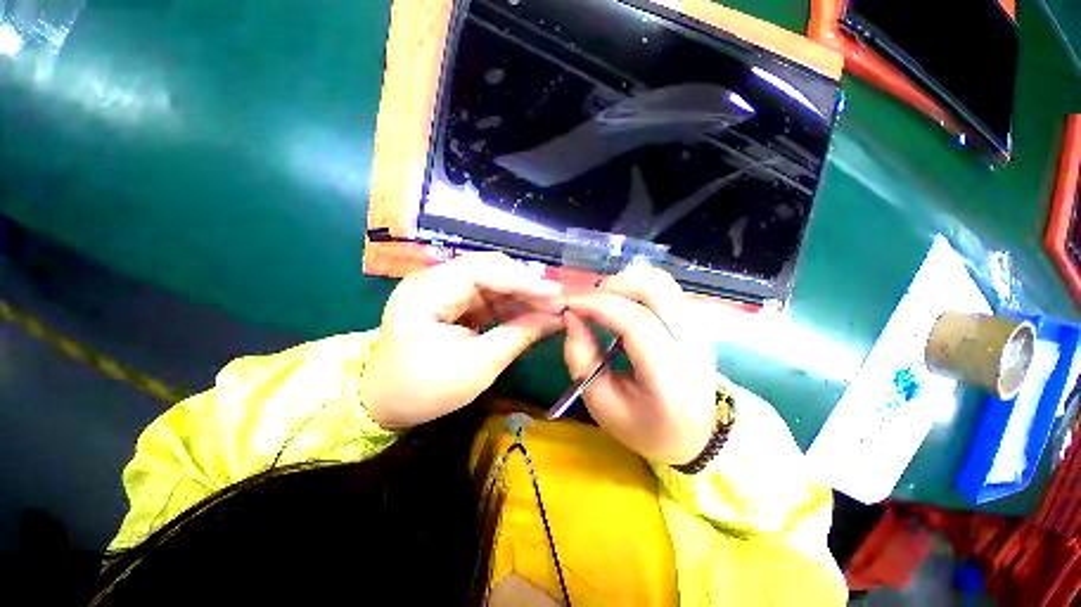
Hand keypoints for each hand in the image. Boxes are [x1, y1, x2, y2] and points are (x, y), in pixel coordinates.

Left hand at [367, 253, 564, 428]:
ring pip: (493, 283)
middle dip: (526, 286)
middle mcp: (434, 280)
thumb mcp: (477, 367)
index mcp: (428, 290)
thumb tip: (556, 318)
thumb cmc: (424, 390)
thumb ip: (518, 336)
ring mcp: (442, 289)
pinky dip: (511, 306)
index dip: (524, 281)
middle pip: (490, 271)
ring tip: (552, 308)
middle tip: (558, 302)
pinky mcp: (451, 302)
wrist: (385, 403)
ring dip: (522, 295)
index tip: (557, 296)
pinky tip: (532, 313)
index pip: (484, 270)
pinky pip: (487, 297)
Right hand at [563, 265, 716, 463]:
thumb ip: (581, 358)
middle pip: (655, 288)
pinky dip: (634, 286)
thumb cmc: (644, 425)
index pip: (635, 322)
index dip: (597, 304)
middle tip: (584, 301)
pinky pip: (663, 288)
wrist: (696, 433)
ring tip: (600, 302)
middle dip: (611, 285)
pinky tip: (619, 304)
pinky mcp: (695, 320)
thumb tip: (571, 316)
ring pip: (660, 281)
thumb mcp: (601, 403)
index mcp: (670, 377)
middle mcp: (692, 344)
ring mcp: (698, 328)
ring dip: (623, 283)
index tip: (567, 303)